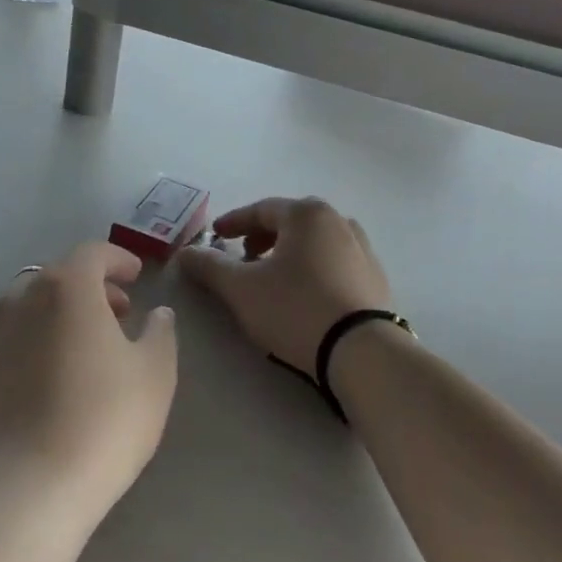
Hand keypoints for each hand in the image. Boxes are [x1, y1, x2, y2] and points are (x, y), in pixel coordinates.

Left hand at [0, 242, 177, 524]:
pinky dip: (38, 339)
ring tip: (89, 346)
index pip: (92, 253)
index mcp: (66, 287)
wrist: (25, 491)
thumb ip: (160, 333)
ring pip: (32, 305)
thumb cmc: (102, 422)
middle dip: (92, 286)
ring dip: (62, 312)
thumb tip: (157, 313)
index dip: (117, 260)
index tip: (137, 277)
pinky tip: (56, 377)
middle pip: (59, 275)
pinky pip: (14, 338)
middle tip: (120, 312)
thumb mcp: (155, 374)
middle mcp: (22, 299)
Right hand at [178, 197, 391, 372]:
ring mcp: (363, 249)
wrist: (362, 351)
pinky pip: (334, 262)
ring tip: (272, 276)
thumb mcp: (241, 288)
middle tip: (243, 256)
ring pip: (315, 242)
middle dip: (262, 236)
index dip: (233, 223)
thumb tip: (185, 253)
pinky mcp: (375, 278)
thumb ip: (209, 266)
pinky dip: (312, 268)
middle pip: (291, 222)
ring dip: (289, 252)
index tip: (215, 236)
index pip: (261, 210)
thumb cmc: (295, 309)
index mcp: (307, 214)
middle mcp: (339, 221)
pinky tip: (304, 294)